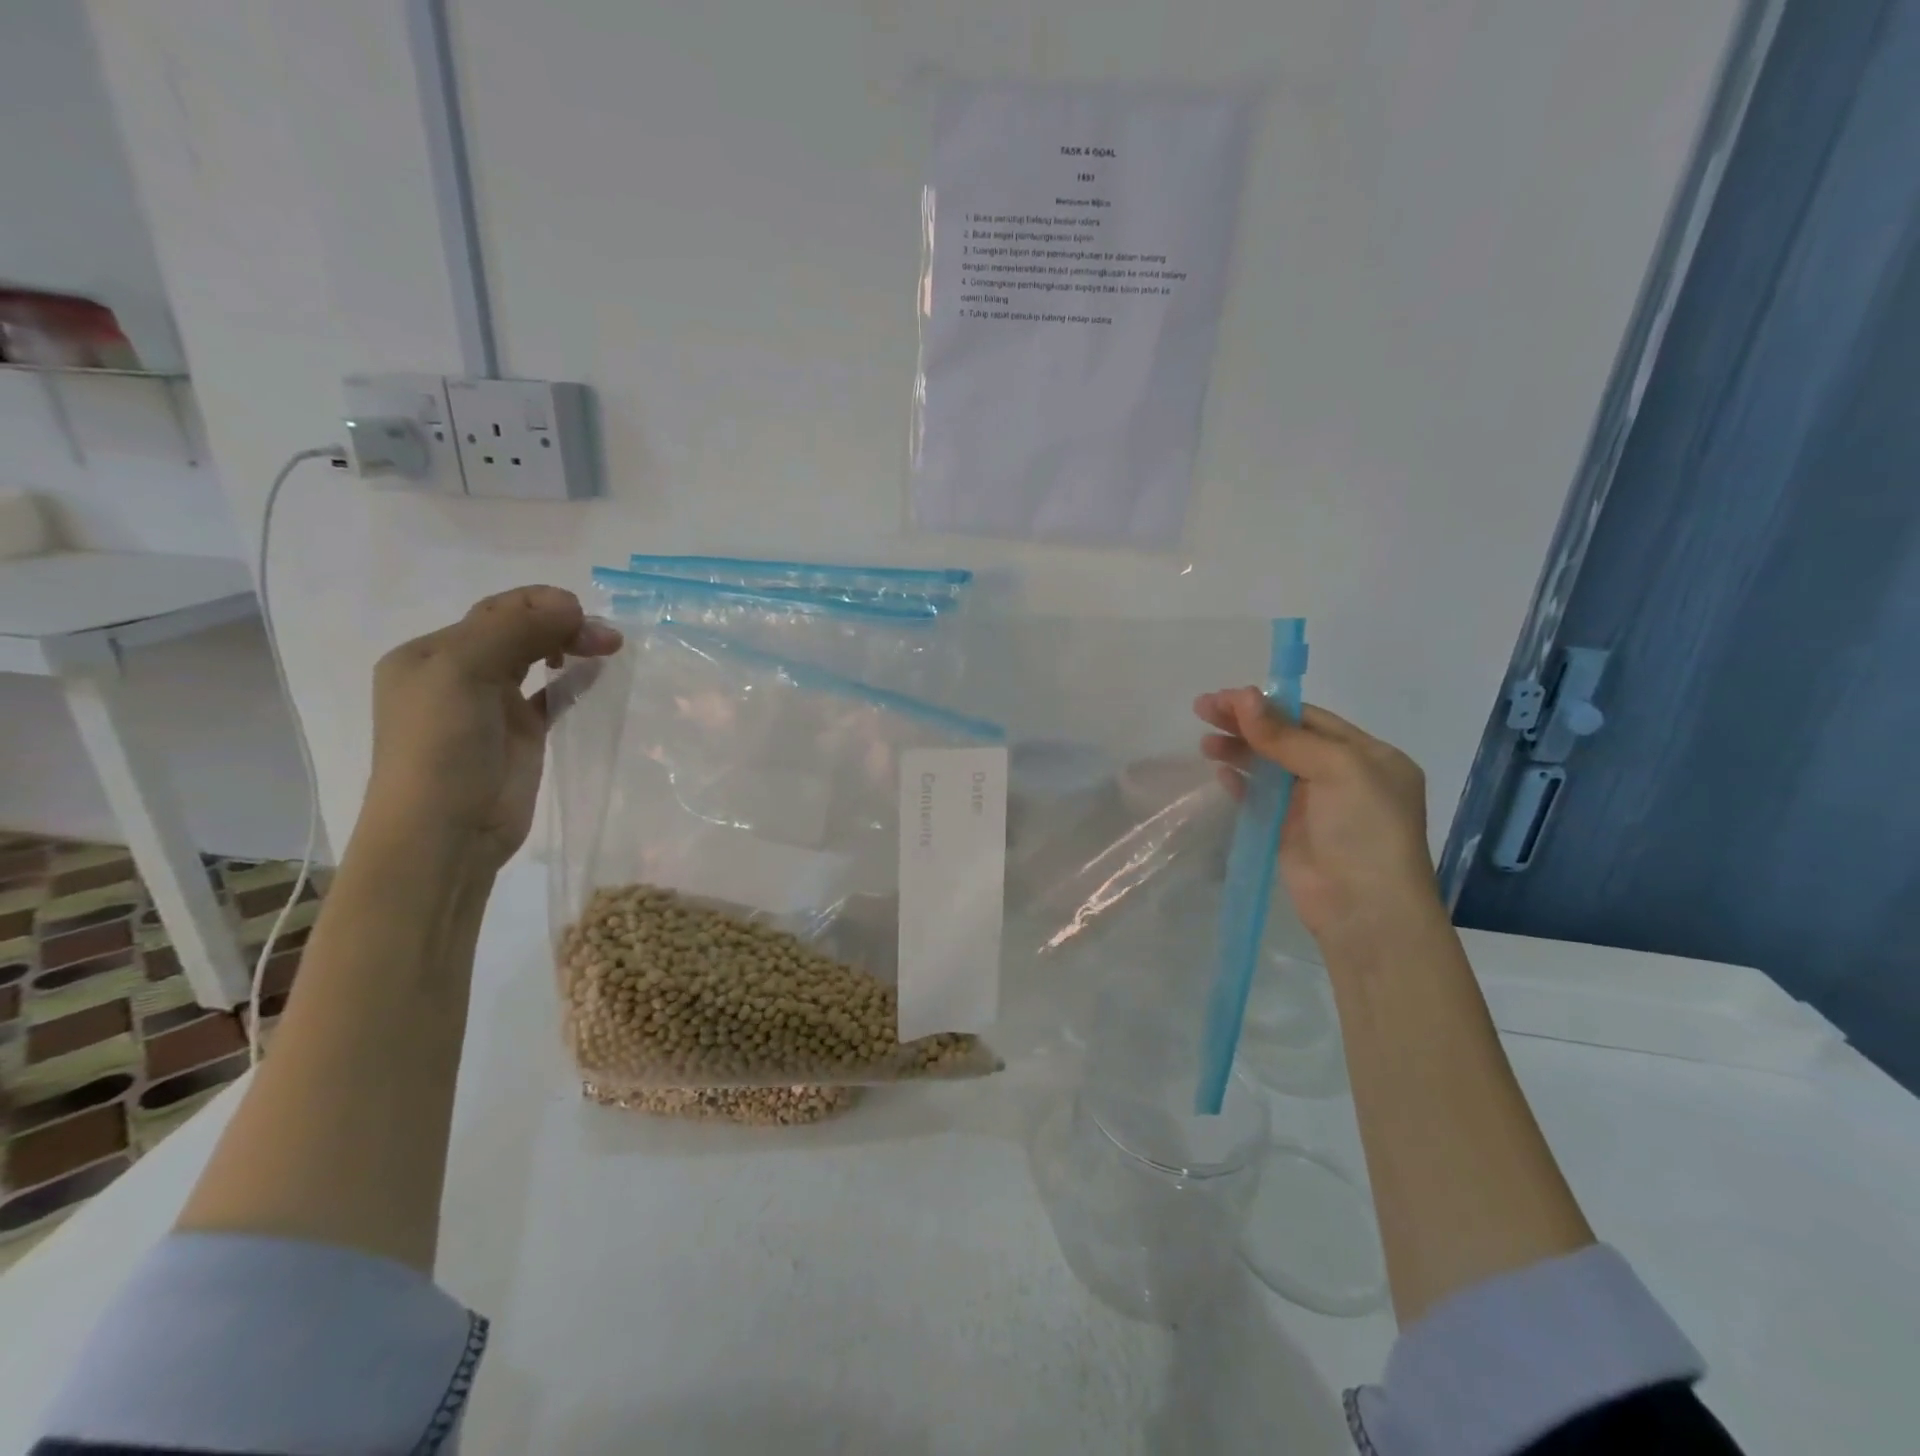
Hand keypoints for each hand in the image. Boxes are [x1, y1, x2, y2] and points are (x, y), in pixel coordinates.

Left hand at [363, 587, 621, 870]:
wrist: (445, 832)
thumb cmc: (441, 748)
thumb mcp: (462, 673)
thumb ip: (514, 631)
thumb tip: (572, 605)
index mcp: (431, 653)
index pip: (495, 611)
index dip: (541, 604)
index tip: (583, 613)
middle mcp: (459, 673)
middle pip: (518, 631)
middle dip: (563, 624)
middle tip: (606, 638)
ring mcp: (492, 706)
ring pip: (537, 659)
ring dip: (571, 646)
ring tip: (609, 648)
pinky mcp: (522, 735)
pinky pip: (552, 695)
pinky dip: (574, 680)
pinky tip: (597, 674)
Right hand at [1195, 688, 1438, 947]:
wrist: (1366, 911)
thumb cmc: (1364, 830)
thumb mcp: (1337, 770)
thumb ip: (1286, 735)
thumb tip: (1242, 696)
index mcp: (1368, 755)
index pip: (1309, 718)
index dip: (1266, 705)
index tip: (1224, 698)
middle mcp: (1343, 776)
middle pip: (1286, 738)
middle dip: (1246, 723)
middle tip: (1203, 710)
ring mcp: (1315, 806)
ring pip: (1270, 766)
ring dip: (1239, 750)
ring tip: (1205, 742)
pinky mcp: (1290, 832)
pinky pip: (1261, 798)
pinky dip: (1241, 782)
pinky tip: (1220, 771)